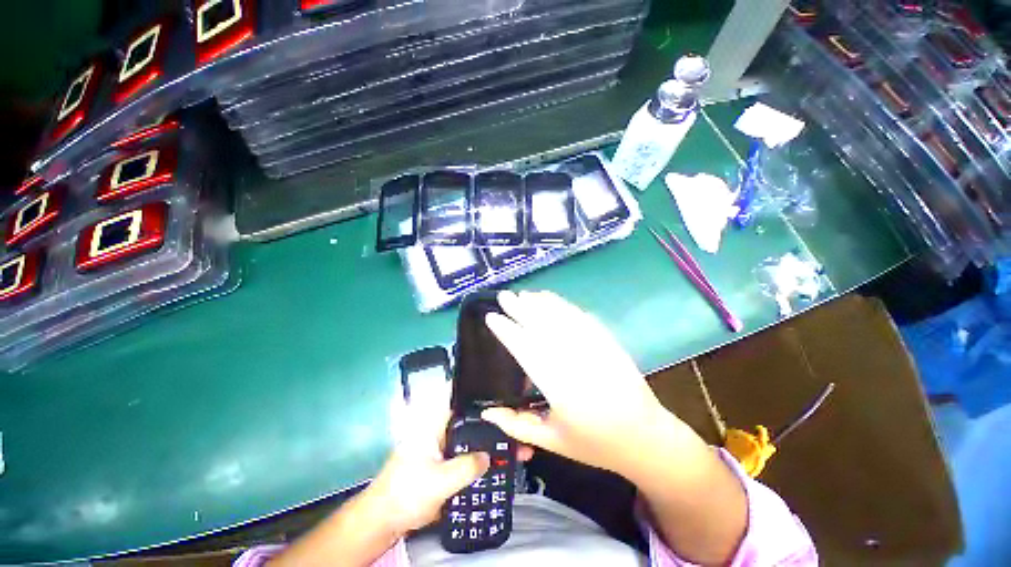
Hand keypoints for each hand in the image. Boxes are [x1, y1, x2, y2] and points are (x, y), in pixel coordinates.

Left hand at [366, 406, 533, 534]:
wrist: (383, 522)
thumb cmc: (406, 493)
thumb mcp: (439, 481)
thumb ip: (467, 467)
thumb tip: (488, 458)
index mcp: (434, 425)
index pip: (461, 404)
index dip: (481, 401)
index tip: (503, 403)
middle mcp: (438, 432)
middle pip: (470, 424)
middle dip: (492, 427)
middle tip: (516, 431)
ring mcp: (440, 449)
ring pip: (469, 442)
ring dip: (487, 446)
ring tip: (512, 449)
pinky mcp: (442, 466)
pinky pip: (465, 458)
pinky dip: (479, 461)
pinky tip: (495, 468)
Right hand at [481, 290, 687, 477]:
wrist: (646, 438)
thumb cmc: (595, 444)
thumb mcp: (552, 441)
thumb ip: (516, 425)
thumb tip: (486, 412)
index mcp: (559, 387)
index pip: (525, 349)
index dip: (507, 331)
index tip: (492, 317)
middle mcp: (575, 361)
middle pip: (542, 327)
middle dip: (520, 309)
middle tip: (504, 296)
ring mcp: (594, 348)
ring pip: (562, 318)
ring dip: (541, 304)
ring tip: (524, 294)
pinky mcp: (608, 342)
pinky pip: (581, 318)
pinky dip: (563, 306)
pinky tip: (552, 299)